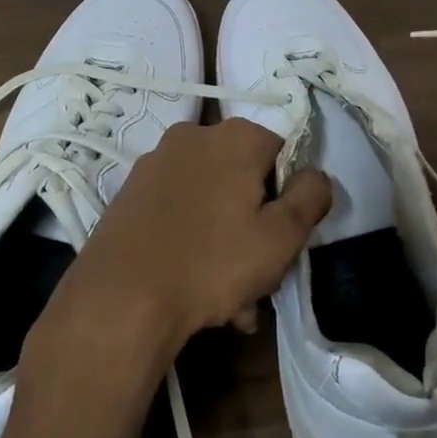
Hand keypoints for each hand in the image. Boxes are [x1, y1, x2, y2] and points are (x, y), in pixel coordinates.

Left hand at [30, 119, 333, 371]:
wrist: (120, 298)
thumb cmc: (212, 262)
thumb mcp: (282, 236)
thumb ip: (311, 197)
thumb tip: (316, 175)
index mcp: (235, 136)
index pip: (282, 153)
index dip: (289, 197)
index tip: (283, 240)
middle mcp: (193, 136)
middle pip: (244, 178)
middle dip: (255, 226)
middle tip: (258, 279)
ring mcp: (155, 163)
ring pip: (211, 200)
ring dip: (225, 241)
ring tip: (227, 301)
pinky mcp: (130, 192)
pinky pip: (178, 211)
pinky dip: (191, 240)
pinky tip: (192, 287)